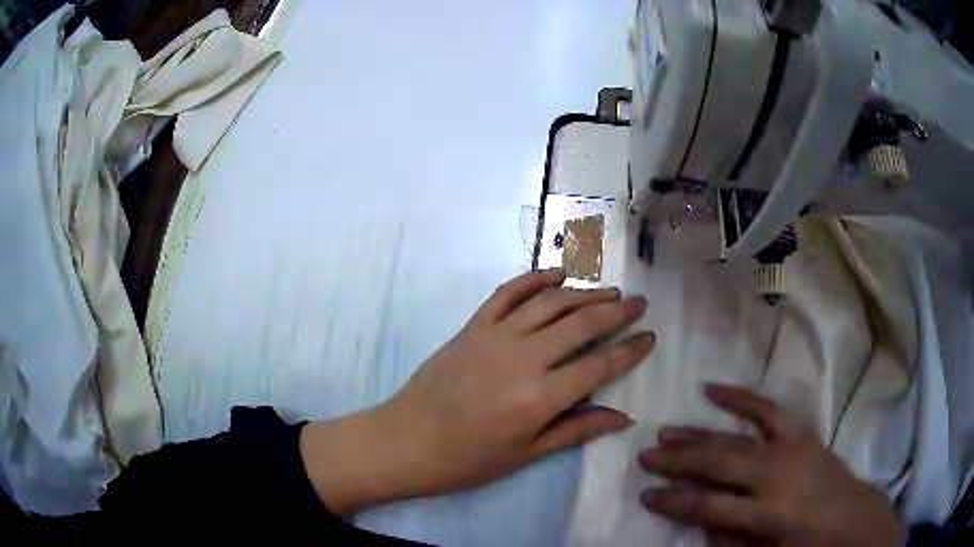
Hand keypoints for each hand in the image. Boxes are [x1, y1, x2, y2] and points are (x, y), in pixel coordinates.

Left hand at [301, 269, 654, 514]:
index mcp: (539, 398)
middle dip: (616, 311)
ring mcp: (495, 336)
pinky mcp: (472, 326)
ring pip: (550, 302)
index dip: (630, 350)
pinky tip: (557, 274)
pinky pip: (508, 293)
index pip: (600, 366)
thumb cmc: (468, 459)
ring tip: (609, 290)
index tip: (650, 337)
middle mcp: (523, 359)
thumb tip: (623, 417)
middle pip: (581, 324)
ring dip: (584, 292)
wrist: (407, 440)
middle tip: (638, 302)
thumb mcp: (526, 454)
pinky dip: (534, 279)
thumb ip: (577, 430)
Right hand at [638, 384, 903, 545]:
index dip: (673, 501)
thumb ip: (730, 540)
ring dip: (699, 433)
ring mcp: (790, 446)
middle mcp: (775, 474)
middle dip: (678, 461)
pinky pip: (766, 408)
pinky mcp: (800, 431)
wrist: (852, 516)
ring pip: (736, 435)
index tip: (646, 496)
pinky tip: (713, 389)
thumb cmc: (807, 545)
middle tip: (645, 456)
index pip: (707, 506)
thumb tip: (699, 525)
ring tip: (667, 431)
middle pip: (718, 463)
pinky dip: (739, 397)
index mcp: (767, 512)